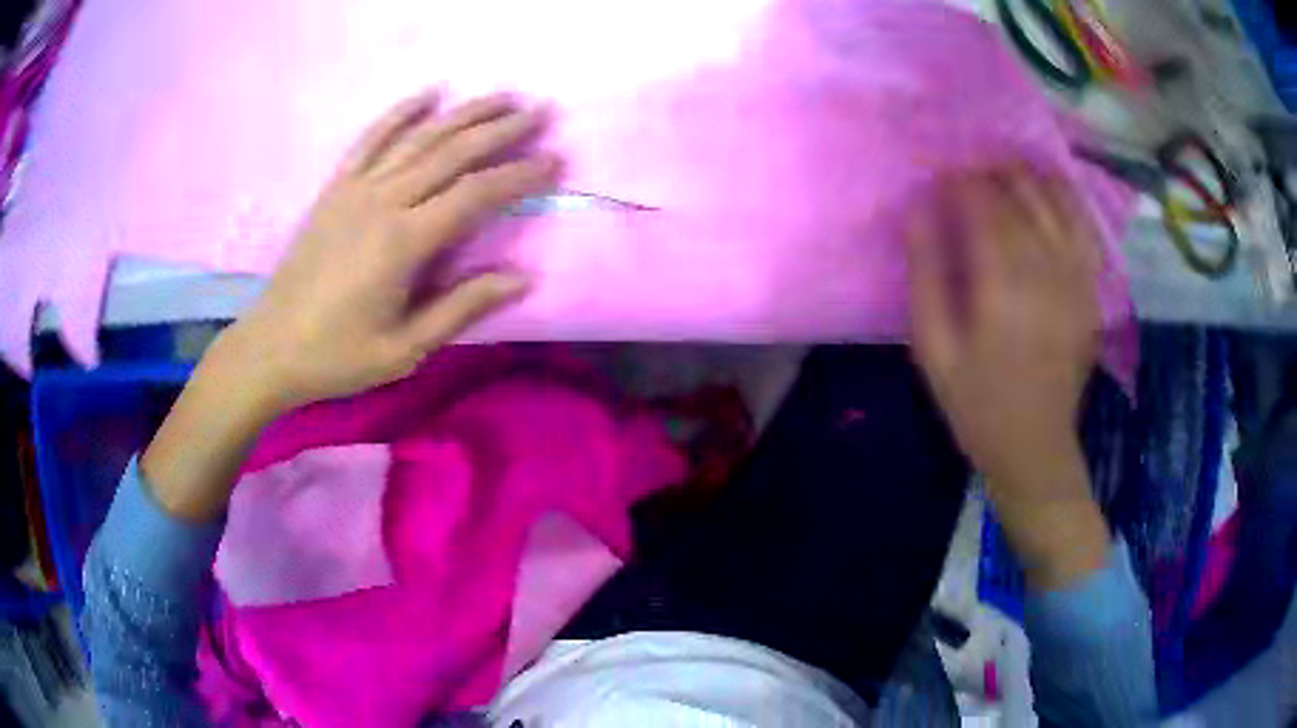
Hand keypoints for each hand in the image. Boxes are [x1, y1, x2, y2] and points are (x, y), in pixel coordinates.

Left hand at [143, 93, 557, 520]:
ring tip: (501, 97)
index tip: (554, 161)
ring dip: (463, 113)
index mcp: (403, 243)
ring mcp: (355, 189)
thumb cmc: (338, 355)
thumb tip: (523, 278)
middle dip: (501, 129)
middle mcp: (382, 201)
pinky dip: (400, 112)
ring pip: (418, 137)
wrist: (271, 346)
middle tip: (541, 111)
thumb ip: (462, 307)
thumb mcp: (405, 348)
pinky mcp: (335, 188)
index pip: (475, 194)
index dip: (519, 175)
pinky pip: (370, 139)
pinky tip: (427, 94)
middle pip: (451, 152)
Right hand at [906, 165, 1107, 587]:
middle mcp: (1046, 271)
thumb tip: (919, 211)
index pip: (983, 206)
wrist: (1035, 446)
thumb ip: (925, 275)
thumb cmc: (976, 402)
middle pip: (1021, 197)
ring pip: (1057, 203)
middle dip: (991, 173)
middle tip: (969, 172)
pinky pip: (1085, 229)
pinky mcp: (1091, 291)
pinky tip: (1051, 191)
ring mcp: (1076, 279)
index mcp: (1002, 286)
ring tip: (1007, 172)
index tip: (940, 177)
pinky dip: (1068, 200)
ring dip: (1029, 178)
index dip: (960, 182)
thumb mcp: (933, 349)